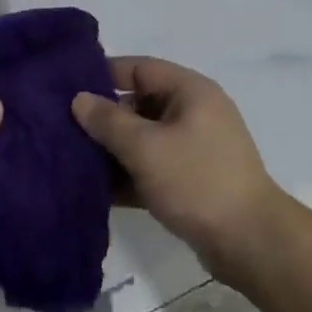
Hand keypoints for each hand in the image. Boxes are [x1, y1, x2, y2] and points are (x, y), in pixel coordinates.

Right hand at [71, 57, 289, 281]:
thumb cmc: (197, 181)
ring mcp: (194, 148)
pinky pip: (152, 168)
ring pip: (144, 139)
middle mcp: (194, 112)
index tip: (66, 87)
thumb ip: (109, 122)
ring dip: (112, 150)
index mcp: (190, 91)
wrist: (249, 242)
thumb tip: (79, 98)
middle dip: (104, 117)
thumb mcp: (146, 148)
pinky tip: (94, 191)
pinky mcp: (192, 181)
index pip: (140, 68)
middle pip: (140, 104)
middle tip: (61, 128)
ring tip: (69, 159)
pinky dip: (128, 175)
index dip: (104, 74)